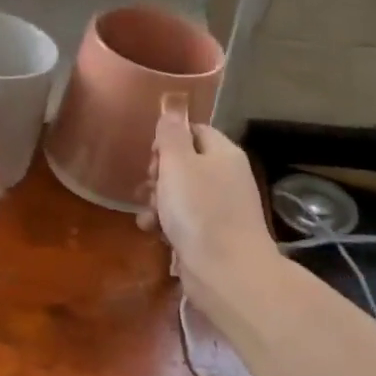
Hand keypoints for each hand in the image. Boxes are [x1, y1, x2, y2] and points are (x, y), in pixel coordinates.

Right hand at [138, 100, 275, 310]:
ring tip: (148, 215)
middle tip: (149, 187)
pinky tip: (153, 232)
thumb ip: (171, 132)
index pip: (194, 131)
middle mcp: (226, 177)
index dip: (168, 140)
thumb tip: (173, 102)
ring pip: (181, 194)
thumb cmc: (199, 211)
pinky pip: (185, 220)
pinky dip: (167, 224)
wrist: (227, 272)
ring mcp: (222, 208)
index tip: (151, 157)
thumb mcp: (178, 163)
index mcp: (223, 153)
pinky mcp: (213, 236)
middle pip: (185, 163)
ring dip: (158, 201)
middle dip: (159, 174)